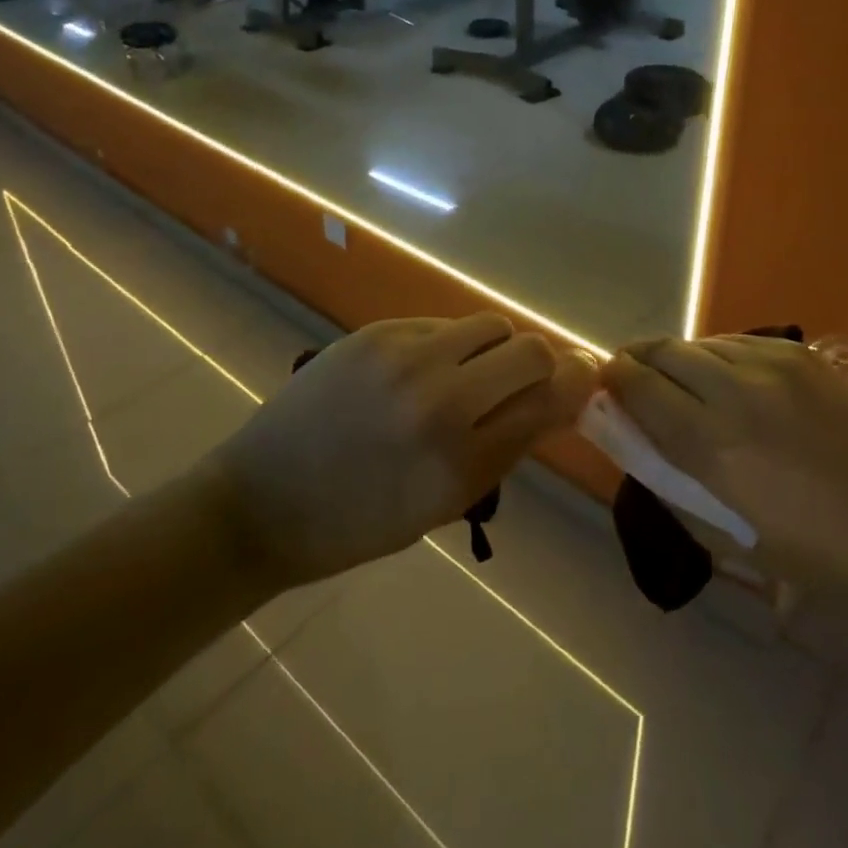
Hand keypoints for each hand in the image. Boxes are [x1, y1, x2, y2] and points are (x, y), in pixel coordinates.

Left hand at [210, 315, 593, 588]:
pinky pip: (440, 324)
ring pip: (489, 324)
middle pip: (531, 349)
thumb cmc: (358, 522)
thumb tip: (556, 399)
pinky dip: (449, 344)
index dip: (577, 385)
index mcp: (460, 462)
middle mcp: (439, 400)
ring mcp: (404, 358)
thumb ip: (505, 448)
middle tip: (527, 380)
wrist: (263, 500)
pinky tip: (424, 370)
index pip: (549, 400)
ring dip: (496, 348)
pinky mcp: (376, 333)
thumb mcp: (443, 504)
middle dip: (543, 363)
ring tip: (472, 372)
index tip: (584, 380)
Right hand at [599, 336, 847, 598]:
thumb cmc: (815, 555)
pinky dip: (717, 355)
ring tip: (682, 381)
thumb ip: (671, 480)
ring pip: (699, 342)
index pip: (638, 386)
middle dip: (638, 360)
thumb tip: (635, 438)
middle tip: (633, 378)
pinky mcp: (801, 356)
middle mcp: (735, 391)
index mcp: (711, 444)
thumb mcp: (727, 536)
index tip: (607, 386)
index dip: (614, 380)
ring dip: (678, 359)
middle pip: (663, 351)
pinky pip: (738, 342)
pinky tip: (726, 377)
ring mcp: (772, 366)